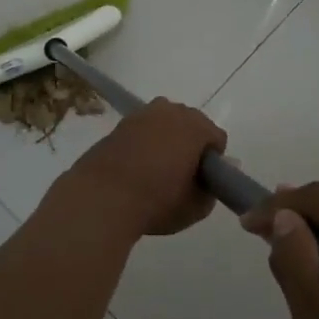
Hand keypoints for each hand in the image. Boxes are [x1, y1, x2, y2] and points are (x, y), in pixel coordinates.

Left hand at [57, 98, 226, 237]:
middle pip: (191, 124)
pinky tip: (137, 165)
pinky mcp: (119, 124)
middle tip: (183, 174)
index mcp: (195, 126)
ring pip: (165, 123)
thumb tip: (214, 177)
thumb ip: (212, 190)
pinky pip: (143, 130)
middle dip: (191, 144)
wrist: (102, 197)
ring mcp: (142, 114)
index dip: (214, 160)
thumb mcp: (195, 207)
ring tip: (158, 168)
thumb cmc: (157, 201)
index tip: (204, 181)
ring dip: (167, 139)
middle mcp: (170, 111)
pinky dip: (145, 142)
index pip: (216, 138)